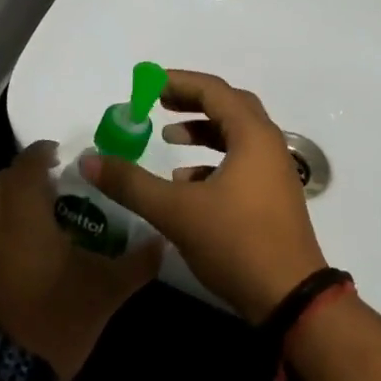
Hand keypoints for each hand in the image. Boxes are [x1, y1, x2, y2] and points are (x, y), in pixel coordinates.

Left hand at [0, 141, 162, 380]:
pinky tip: (3, 273)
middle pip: (1, 185)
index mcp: (22, 213)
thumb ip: (137, 262)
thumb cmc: (55, 321)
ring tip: (29, 238)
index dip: (42, 153)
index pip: (27, 163)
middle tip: (51, 196)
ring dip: (4, 216)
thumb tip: (163, 241)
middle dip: (24, 182)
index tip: (58, 157)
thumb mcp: (105, 291)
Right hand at [79, 71, 327, 322]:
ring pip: (237, 135)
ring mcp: (274, 172)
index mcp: (252, 135)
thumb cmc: (236, 242)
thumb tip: (89, 160)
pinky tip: (185, 184)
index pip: (213, 91)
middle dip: (191, 102)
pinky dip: (212, 161)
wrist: (291, 298)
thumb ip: (131, 184)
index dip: (178, 82)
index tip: (147, 84)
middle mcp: (268, 145)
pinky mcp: (273, 197)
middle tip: (157, 103)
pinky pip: (241, 162)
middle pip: (229, 106)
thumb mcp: (176, 211)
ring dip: (203, 132)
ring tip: (168, 140)